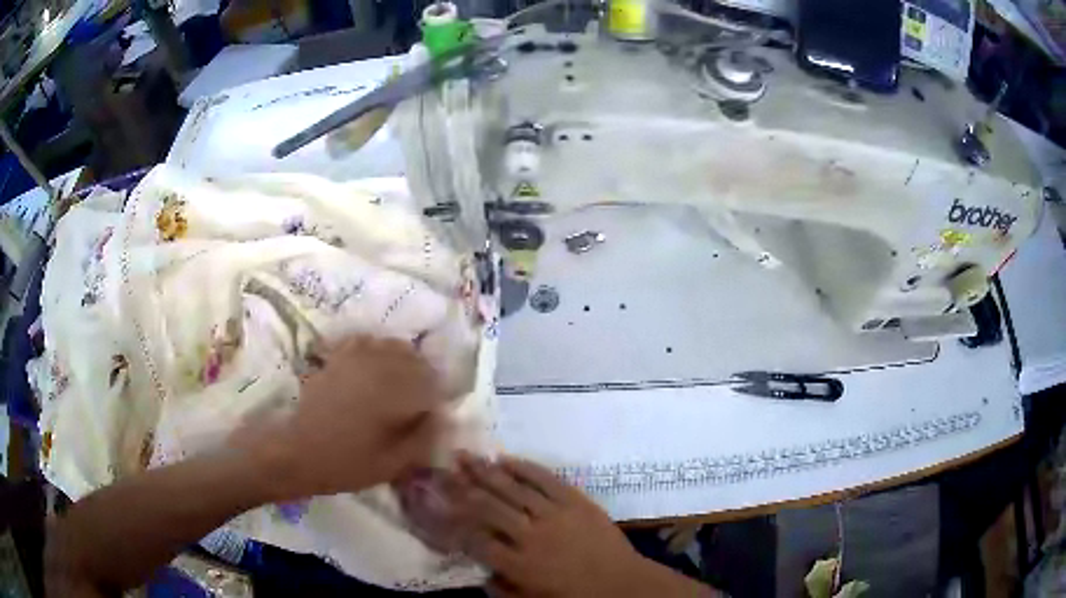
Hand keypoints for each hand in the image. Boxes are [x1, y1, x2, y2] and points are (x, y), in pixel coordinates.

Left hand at [238, 336, 446, 500]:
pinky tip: (371, 370)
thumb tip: (443, 417)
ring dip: (401, 362)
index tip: (431, 418)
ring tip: (396, 385)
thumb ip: (424, 438)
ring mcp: (355, 358)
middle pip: (415, 359)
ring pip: (391, 346)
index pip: (433, 384)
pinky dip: (374, 352)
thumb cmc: (346, 463)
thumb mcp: (393, 463)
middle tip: (416, 404)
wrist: (296, 451)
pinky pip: (364, 342)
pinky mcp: (336, 358)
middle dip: (422, 378)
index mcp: (396, 392)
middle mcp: (379, 366)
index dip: (436, 400)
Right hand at [449, 455, 716, 596]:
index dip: (452, 521)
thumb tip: (479, 572)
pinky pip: (545, 479)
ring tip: (465, 455)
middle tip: (443, 468)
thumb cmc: (576, 595)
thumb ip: (502, 589)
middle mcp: (530, 536)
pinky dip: (524, 468)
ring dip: (486, 471)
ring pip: (512, 488)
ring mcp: (554, 515)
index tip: (436, 505)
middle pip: (488, 507)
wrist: (622, 582)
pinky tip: (506, 459)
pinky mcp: (575, 501)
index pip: (475, 538)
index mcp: (518, 564)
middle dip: (462, 486)